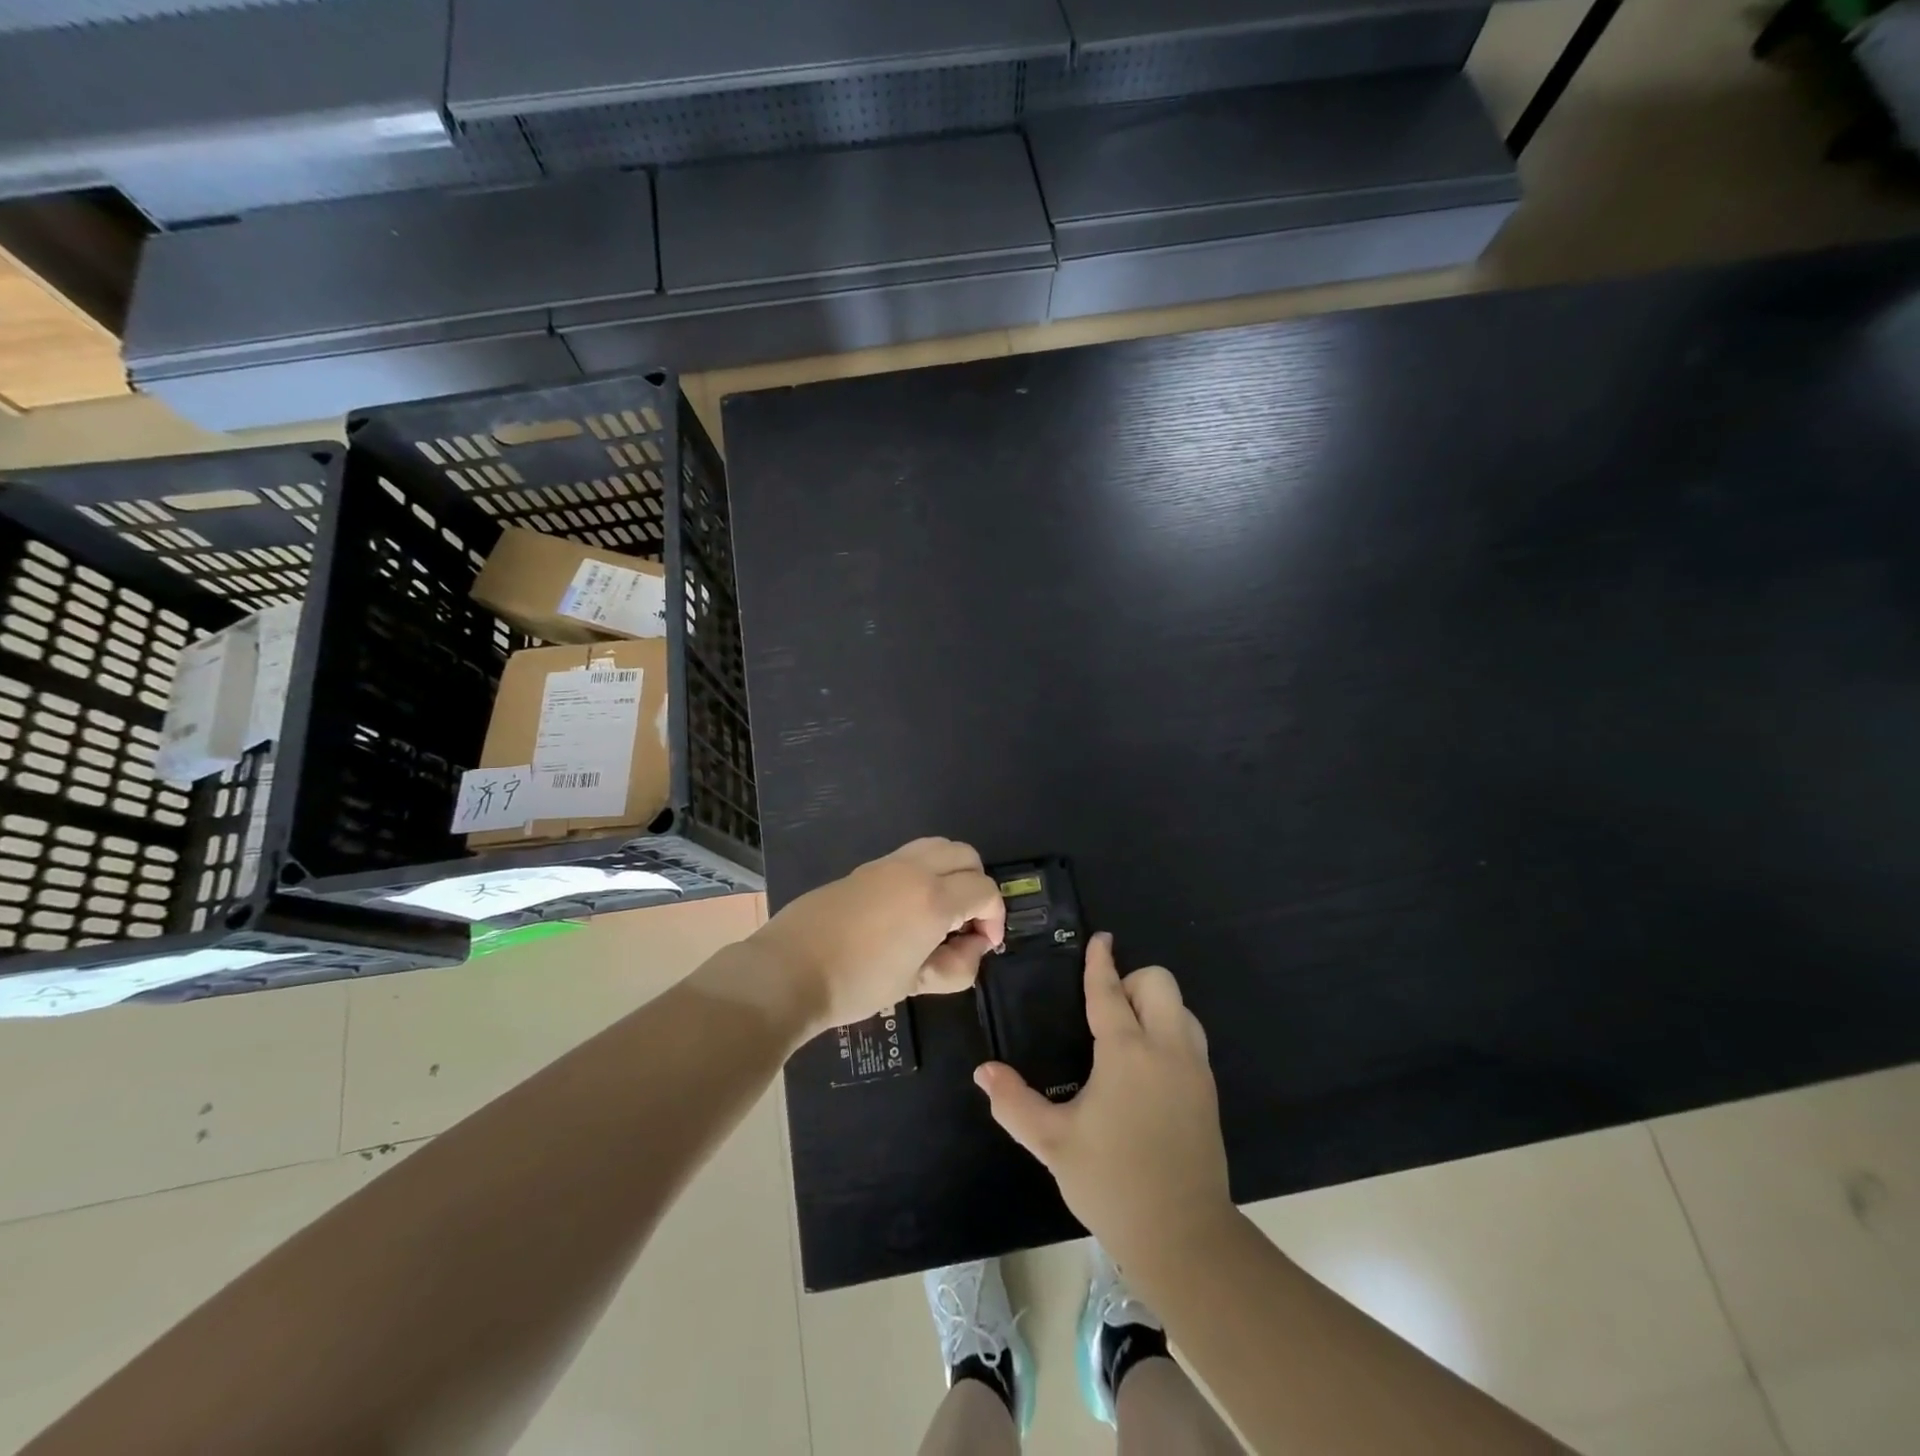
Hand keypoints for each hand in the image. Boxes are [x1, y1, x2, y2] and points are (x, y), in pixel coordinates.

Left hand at [751, 838, 1006, 1033]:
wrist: (789, 971)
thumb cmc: (858, 983)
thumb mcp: (916, 983)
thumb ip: (957, 966)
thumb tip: (973, 946)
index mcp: (934, 899)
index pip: (985, 890)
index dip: (995, 917)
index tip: (983, 945)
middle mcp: (916, 870)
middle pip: (967, 856)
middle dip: (977, 887)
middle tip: (965, 924)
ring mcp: (888, 863)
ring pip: (939, 846)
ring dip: (952, 871)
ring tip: (940, 911)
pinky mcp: (866, 867)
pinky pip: (911, 855)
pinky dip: (925, 870)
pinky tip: (908, 908)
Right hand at [975, 933, 1232, 1265]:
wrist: (1183, 1236)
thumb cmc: (1112, 1182)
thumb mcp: (1053, 1143)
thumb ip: (1014, 1103)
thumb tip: (983, 1072)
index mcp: (1127, 1052)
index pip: (1110, 991)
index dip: (1101, 962)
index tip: (1100, 939)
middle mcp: (1166, 1047)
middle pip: (1159, 982)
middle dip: (1132, 981)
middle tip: (1106, 1010)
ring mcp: (1194, 1068)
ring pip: (1181, 1007)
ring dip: (1154, 1005)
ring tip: (1126, 1035)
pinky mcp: (1208, 1090)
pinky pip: (1190, 1036)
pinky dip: (1169, 1030)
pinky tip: (1147, 1067)